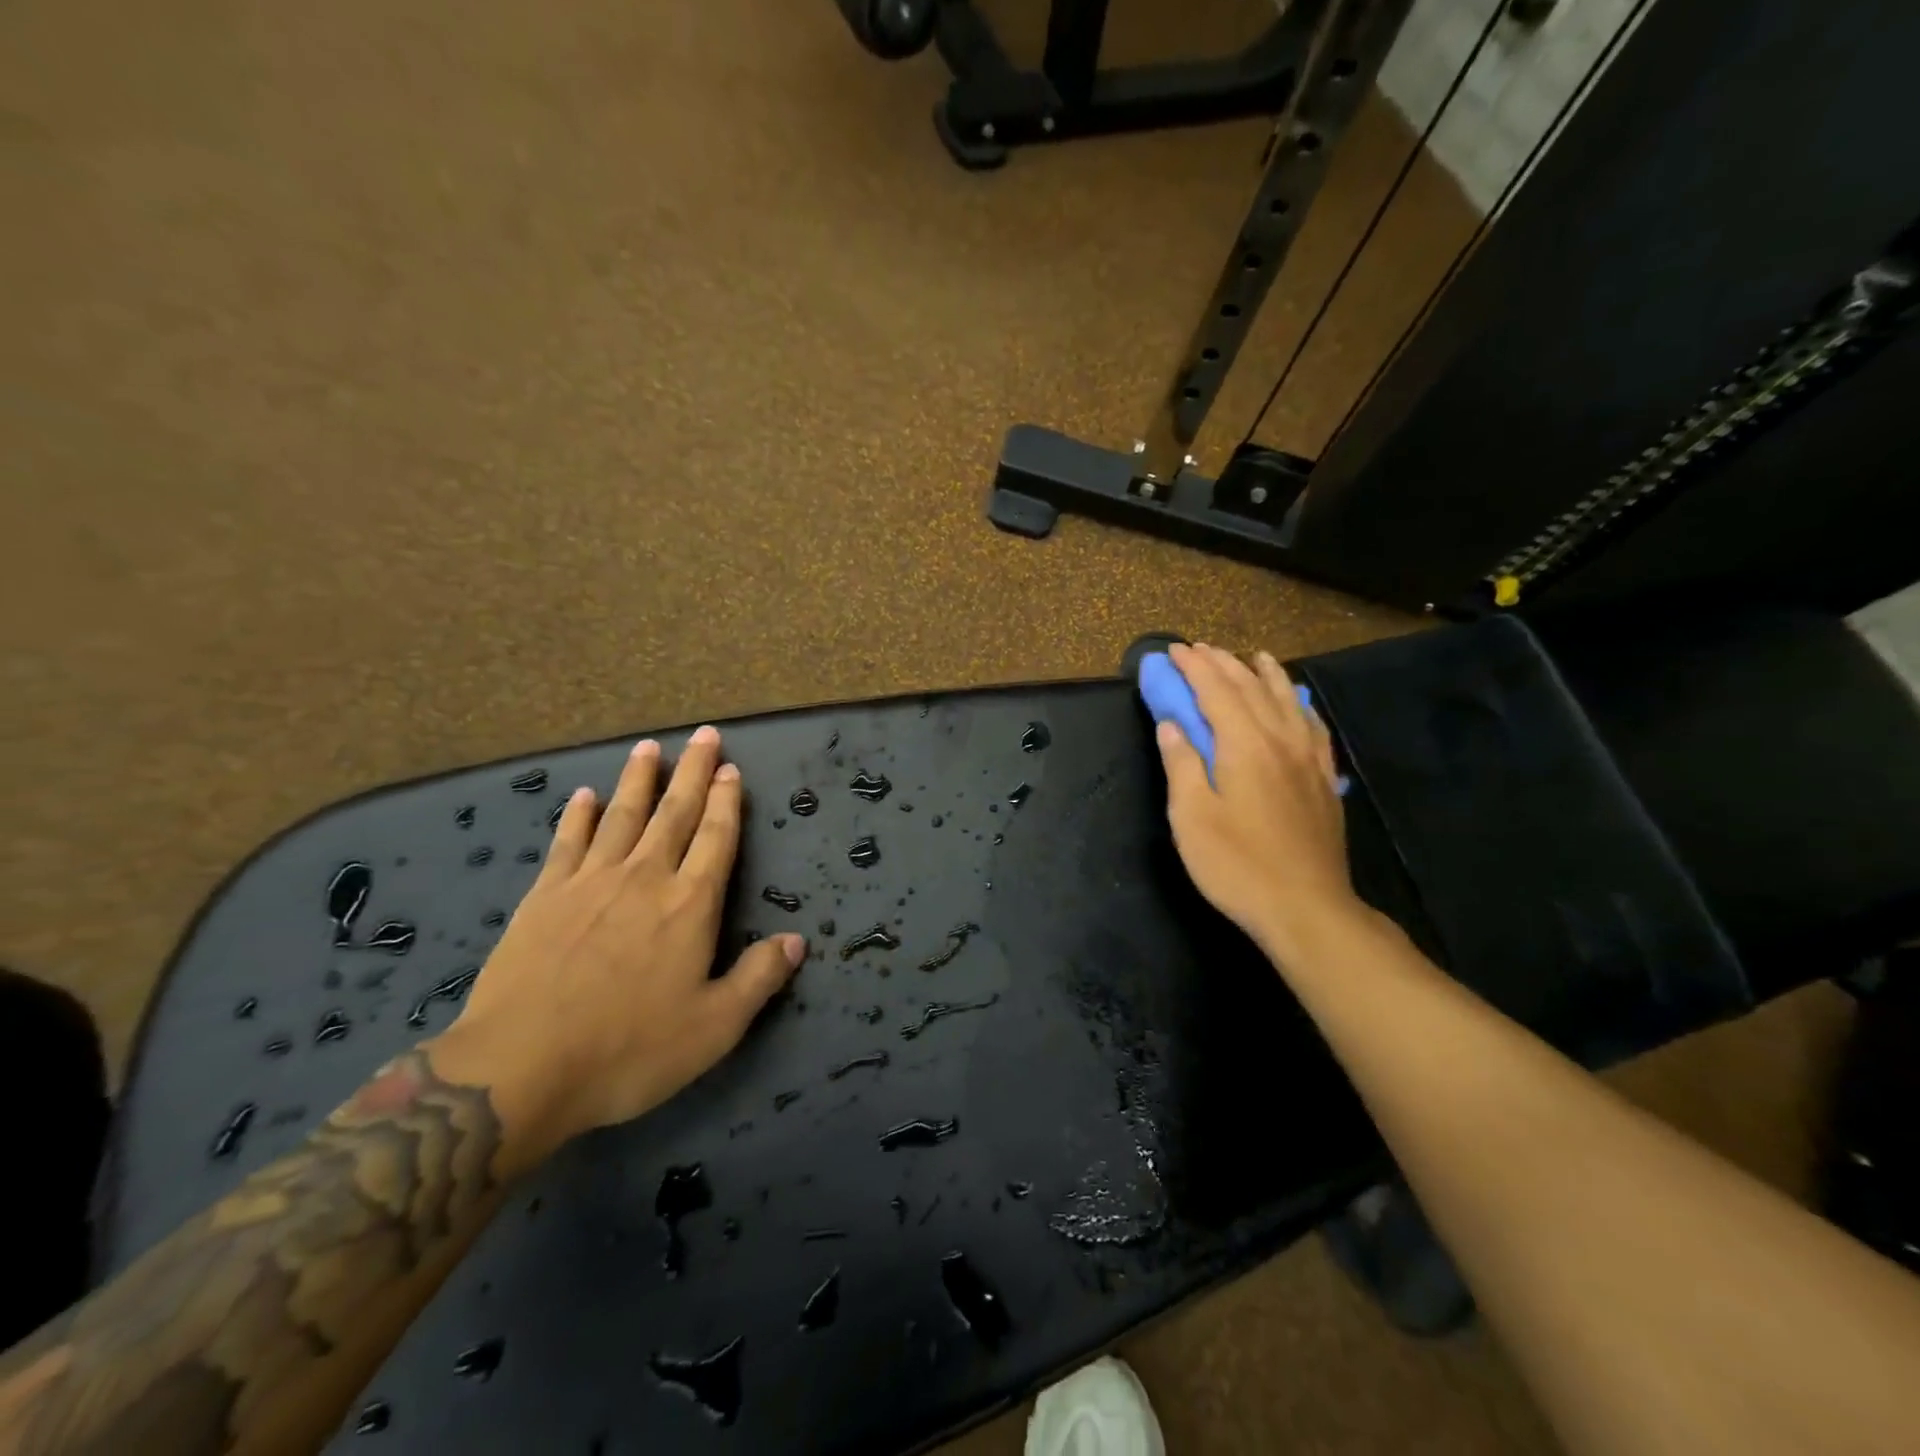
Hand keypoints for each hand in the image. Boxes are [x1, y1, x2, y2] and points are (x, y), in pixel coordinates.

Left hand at [429, 726, 803, 1170]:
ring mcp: (589, 882)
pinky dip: (578, 816)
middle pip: (674, 812)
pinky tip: (583, 796)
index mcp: (690, 905)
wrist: (520, 1069)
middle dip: (692, 771)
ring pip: (622, 816)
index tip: (730, 768)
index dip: (726, 801)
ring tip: (649, 747)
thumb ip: (758, 978)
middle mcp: (644, 878)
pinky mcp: (543, 898)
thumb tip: (797, 941)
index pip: (715, 838)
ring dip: (638, 780)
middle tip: (703, 734)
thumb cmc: (629, 1049)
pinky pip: (567, 843)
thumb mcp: (714, 1027)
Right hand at [1156, 643, 1363, 961]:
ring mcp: (1308, 759)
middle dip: (1224, 664)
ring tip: (1254, 656)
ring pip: (1287, 701)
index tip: (1174, 651)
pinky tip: (1297, 702)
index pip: (1216, 692)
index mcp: (1245, 746)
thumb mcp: (1192, 817)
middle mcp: (1280, 741)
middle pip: (1251, 689)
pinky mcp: (1323, 780)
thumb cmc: (1237, 865)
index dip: (1194, 668)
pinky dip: (1300, 704)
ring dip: (1266, 674)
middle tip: (1201, 649)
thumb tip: (1171, 725)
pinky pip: (1313, 727)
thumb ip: (1182, 765)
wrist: (1306, 907)